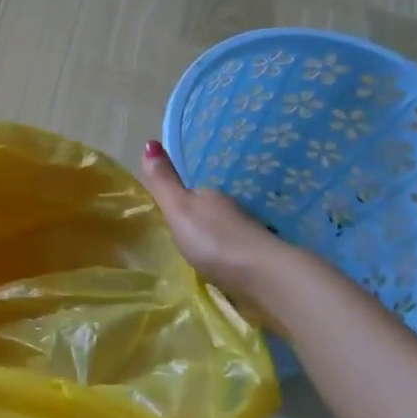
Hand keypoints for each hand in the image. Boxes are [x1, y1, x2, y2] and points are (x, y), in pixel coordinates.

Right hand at [139, 140, 301, 294]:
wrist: (266, 275)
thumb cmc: (214, 241)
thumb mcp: (179, 209)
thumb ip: (163, 182)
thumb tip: (150, 142)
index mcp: (210, 196)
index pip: (191, 193)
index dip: (178, 202)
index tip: (167, 218)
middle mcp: (232, 210)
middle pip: (209, 212)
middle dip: (196, 223)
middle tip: (179, 242)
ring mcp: (250, 233)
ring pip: (225, 232)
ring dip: (213, 241)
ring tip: (199, 258)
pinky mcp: (261, 259)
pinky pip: (237, 252)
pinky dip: (228, 258)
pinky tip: (223, 270)